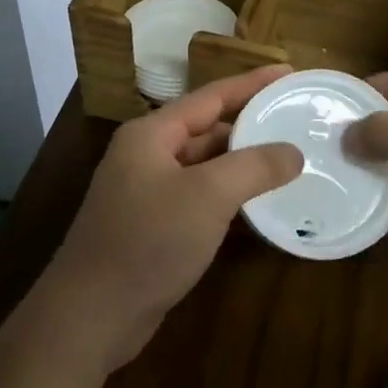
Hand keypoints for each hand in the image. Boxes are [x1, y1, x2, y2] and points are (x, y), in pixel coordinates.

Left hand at [31, 65, 304, 374]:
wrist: (91, 316)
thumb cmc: (148, 241)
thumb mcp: (208, 197)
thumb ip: (253, 167)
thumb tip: (293, 152)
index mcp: (152, 134)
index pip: (211, 96)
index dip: (252, 83)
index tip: (289, 71)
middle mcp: (147, 154)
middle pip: (207, 129)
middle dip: (250, 124)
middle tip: (296, 119)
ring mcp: (147, 191)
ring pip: (204, 165)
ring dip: (242, 162)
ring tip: (288, 158)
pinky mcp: (153, 225)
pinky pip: (199, 197)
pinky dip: (228, 195)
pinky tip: (258, 203)